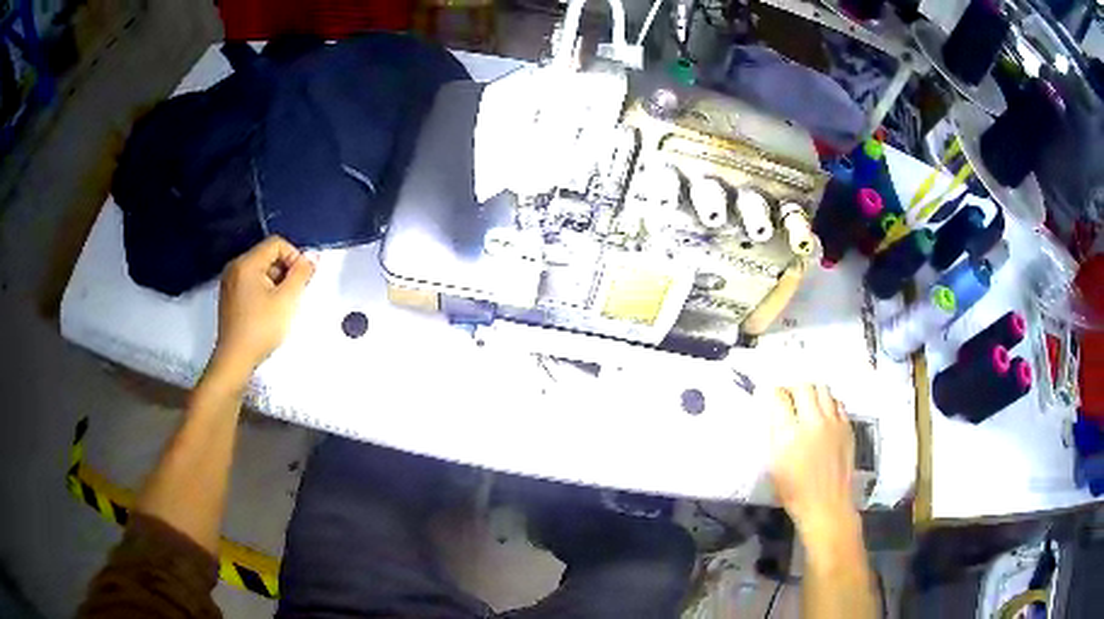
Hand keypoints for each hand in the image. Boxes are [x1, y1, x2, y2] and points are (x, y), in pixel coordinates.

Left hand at [212, 236, 314, 376]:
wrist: (235, 359)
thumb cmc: (260, 329)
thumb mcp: (287, 300)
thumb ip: (302, 274)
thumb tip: (311, 258)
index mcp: (246, 263)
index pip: (277, 244)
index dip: (294, 257)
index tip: (300, 280)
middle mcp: (235, 268)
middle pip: (268, 256)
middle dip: (285, 272)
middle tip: (292, 295)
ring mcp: (229, 283)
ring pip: (260, 271)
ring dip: (275, 283)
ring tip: (280, 307)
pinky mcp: (229, 297)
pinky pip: (251, 283)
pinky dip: (263, 292)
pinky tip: (268, 312)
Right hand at [767, 385, 857, 548]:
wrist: (826, 504)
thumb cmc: (793, 491)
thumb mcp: (774, 464)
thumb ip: (774, 433)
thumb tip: (774, 411)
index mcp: (789, 432)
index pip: (780, 397)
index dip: (773, 393)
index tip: (771, 396)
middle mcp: (813, 421)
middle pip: (803, 386)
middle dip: (793, 389)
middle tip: (789, 399)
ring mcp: (833, 422)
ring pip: (823, 389)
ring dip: (812, 392)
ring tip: (807, 403)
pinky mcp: (847, 426)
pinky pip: (837, 403)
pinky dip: (828, 403)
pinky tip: (824, 415)